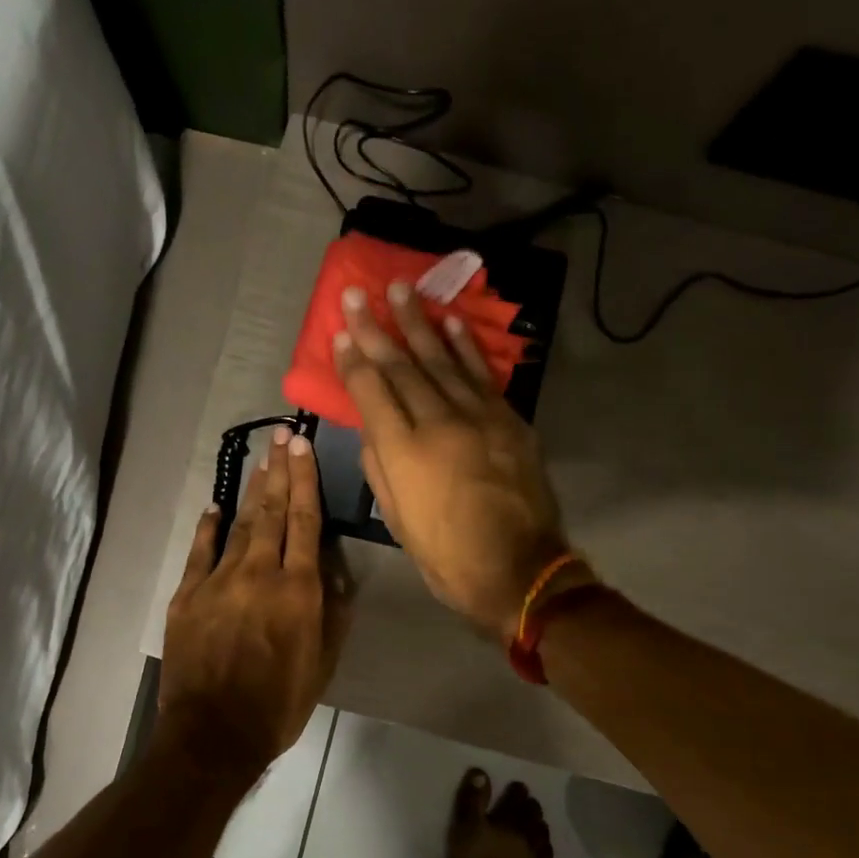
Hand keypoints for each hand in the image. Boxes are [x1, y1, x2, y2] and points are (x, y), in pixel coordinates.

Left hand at [161, 426, 350, 773]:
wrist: (213, 735)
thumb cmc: (278, 704)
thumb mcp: (323, 663)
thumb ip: (332, 612)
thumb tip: (333, 570)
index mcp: (297, 590)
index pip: (305, 522)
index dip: (305, 480)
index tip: (302, 447)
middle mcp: (259, 574)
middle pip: (272, 512)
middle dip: (279, 471)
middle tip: (282, 435)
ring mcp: (218, 581)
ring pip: (239, 525)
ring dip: (252, 491)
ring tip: (261, 461)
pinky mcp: (187, 596)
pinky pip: (200, 552)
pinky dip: (208, 527)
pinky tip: (215, 507)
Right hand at [333, 282, 568, 636]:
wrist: (518, 569)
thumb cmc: (446, 554)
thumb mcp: (397, 519)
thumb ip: (379, 466)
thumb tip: (373, 426)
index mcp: (403, 452)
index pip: (371, 391)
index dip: (353, 359)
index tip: (340, 331)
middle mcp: (437, 423)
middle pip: (402, 367)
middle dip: (377, 328)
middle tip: (359, 293)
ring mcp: (478, 417)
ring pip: (441, 360)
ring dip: (419, 323)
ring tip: (402, 289)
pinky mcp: (508, 420)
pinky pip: (482, 375)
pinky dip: (465, 346)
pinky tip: (450, 321)